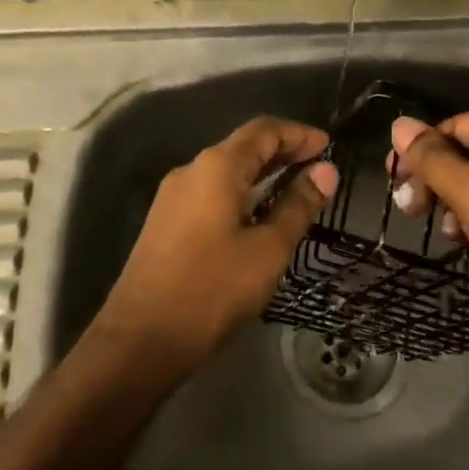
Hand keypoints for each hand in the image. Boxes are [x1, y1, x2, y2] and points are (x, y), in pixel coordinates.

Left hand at [96, 116, 339, 375]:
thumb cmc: (212, 289)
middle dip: (282, 151)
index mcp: (216, 167)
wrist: (140, 339)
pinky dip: (241, 192)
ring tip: (296, 188)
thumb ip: (298, 205)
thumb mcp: (268, 249)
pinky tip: (259, 215)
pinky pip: (211, 192)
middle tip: (318, 166)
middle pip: (242, 146)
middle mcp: (191, 170)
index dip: (298, 134)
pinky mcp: (166, 222)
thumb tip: (327, 170)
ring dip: (262, 173)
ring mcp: (173, 196)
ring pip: (225, 171)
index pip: (263, 130)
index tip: (328, 145)